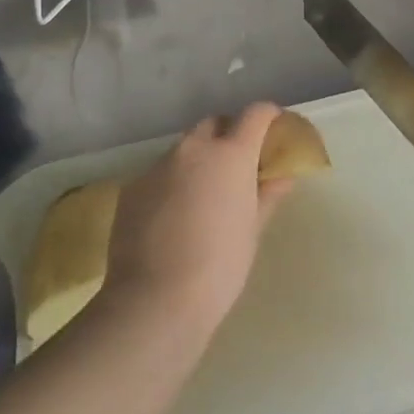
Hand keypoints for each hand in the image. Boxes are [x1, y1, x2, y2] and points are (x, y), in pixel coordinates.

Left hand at [101, 103, 295, 337]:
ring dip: (198, 161)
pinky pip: (159, 174)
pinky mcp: (132, 187)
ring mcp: (158, 165)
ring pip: (184, 149)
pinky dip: (172, 183)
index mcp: (231, 154)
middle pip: (215, 124)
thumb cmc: (220, 265)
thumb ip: (267, 195)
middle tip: (237, 166)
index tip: (274, 129)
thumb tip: (281, 176)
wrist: (155, 299)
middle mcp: (193, 149)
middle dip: (228, 135)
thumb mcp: (252, 230)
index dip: (268, 116)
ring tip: (202, 197)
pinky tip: (173, 217)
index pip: (255, 114)